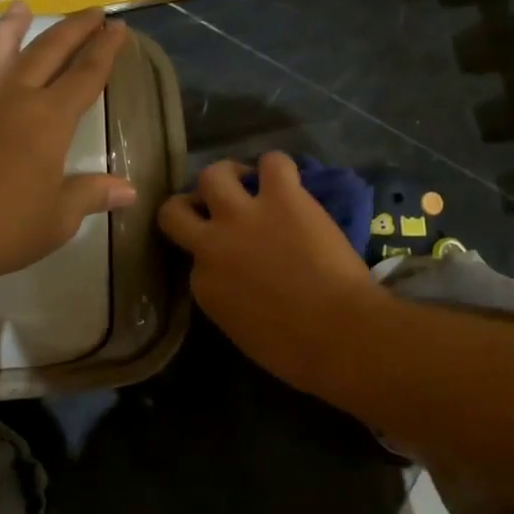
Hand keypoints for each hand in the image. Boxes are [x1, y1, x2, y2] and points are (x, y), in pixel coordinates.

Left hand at [0, 3, 134, 298]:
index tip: (119, 29)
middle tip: (92, 12)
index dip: (105, 50)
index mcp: (49, 120)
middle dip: (74, 30)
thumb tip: (129, 190)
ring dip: (13, 27)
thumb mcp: (58, 219)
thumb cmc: (2, 229)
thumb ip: (92, 194)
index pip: (86, 75)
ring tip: (23, 6)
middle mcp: (13, 96)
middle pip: (49, 51)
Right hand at [157, 152, 381, 388]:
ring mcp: (244, 216)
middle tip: (214, 207)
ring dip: (228, 175)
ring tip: (247, 181)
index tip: (229, 257)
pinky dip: (277, 167)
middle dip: (191, 206)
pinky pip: (272, 162)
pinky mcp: (282, 197)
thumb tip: (240, 283)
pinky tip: (286, 179)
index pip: (194, 259)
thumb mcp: (242, 331)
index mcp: (203, 286)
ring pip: (213, 174)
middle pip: (175, 210)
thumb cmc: (295, 351)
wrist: (338, 333)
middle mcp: (212, 245)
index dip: (210, 254)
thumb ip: (228, 299)